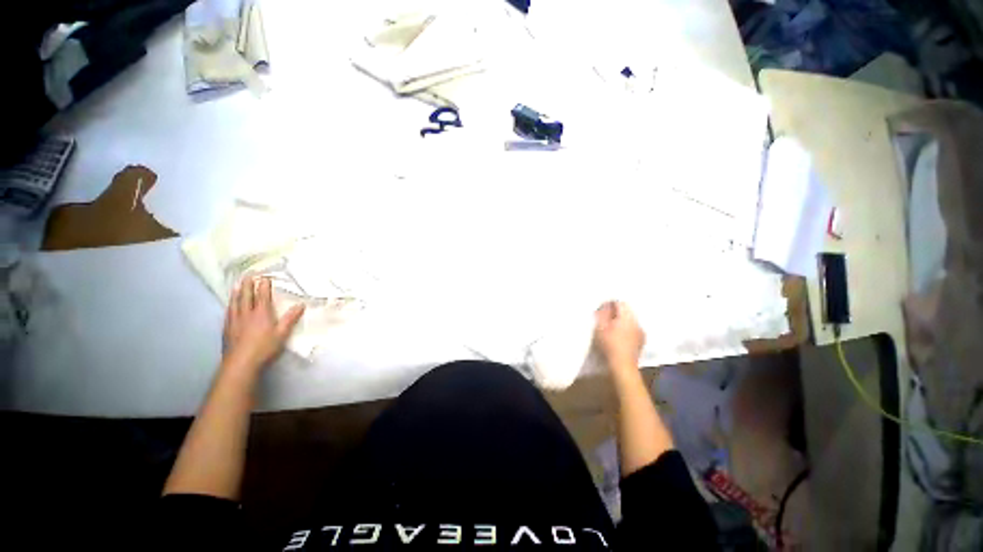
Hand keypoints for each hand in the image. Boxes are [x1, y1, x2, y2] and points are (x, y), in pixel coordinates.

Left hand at [222, 276, 304, 376]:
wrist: (241, 363)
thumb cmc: (265, 348)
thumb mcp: (282, 333)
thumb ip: (291, 318)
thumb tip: (301, 305)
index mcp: (261, 314)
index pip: (262, 296)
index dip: (263, 286)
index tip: (264, 276)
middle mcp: (246, 314)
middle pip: (246, 296)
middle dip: (248, 285)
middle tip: (248, 275)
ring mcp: (234, 321)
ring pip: (235, 303)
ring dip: (237, 292)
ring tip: (237, 285)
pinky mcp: (227, 329)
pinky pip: (228, 312)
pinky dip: (230, 305)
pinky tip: (229, 305)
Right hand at [593, 301, 644, 371]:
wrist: (622, 365)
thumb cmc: (609, 345)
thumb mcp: (600, 327)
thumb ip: (602, 313)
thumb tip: (605, 305)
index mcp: (628, 317)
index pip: (621, 303)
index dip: (610, 303)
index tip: (602, 308)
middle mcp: (637, 322)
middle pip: (627, 311)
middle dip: (616, 312)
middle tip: (605, 317)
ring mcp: (641, 332)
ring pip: (630, 320)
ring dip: (621, 321)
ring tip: (611, 327)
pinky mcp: (641, 341)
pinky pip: (633, 329)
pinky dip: (626, 329)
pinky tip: (619, 336)